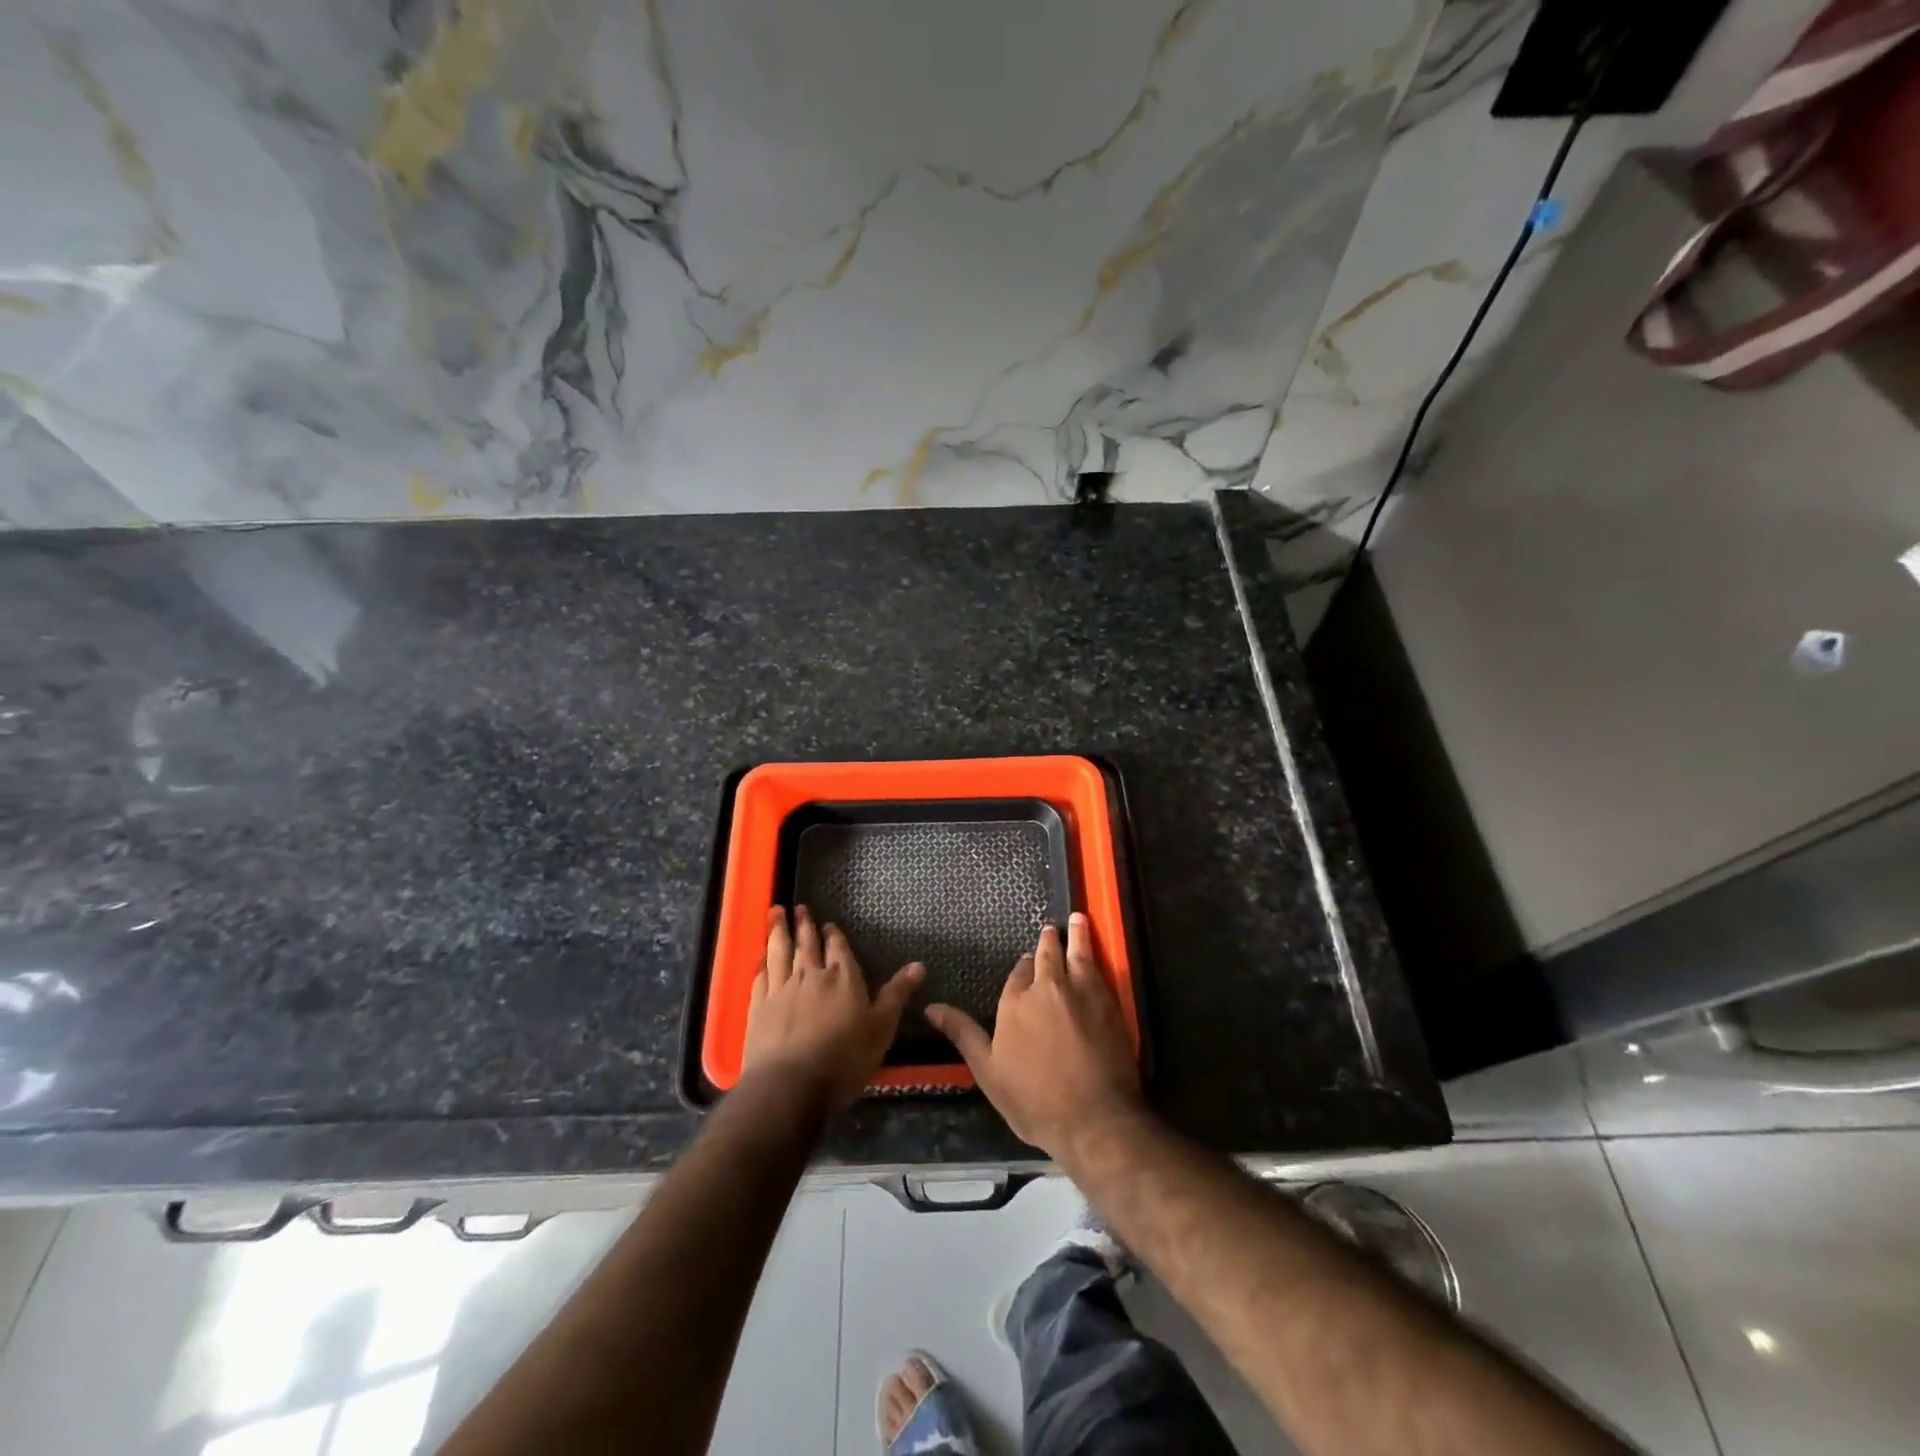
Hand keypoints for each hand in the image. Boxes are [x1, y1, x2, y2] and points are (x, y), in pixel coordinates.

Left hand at [741, 905, 923, 1113]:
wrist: (790, 1085)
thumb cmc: (843, 1059)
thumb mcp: (881, 1029)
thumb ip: (897, 995)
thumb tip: (919, 965)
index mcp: (843, 978)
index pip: (839, 949)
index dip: (834, 935)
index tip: (828, 924)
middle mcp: (811, 976)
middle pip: (807, 944)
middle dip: (805, 925)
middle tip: (799, 908)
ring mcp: (781, 989)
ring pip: (779, 952)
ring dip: (778, 931)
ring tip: (776, 912)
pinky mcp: (758, 1006)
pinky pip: (761, 975)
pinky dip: (761, 961)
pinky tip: (760, 955)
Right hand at [926, 913, 1142, 1161]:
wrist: (1093, 1117)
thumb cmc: (1034, 1099)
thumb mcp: (988, 1071)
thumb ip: (963, 1034)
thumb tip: (930, 1007)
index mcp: (1015, 1002)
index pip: (1018, 974)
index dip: (1023, 967)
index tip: (1026, 961)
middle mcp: (1047, 987)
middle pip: (1047, 956)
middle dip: (1048, 941)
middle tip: (1051, 928)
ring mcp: (1081, 992)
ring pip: (1077, 954)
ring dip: (1077, 935)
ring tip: (1079, 919)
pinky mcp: (1109, 1003)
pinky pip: (1100, 970)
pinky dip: (1096, 954)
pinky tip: (1098, 954)